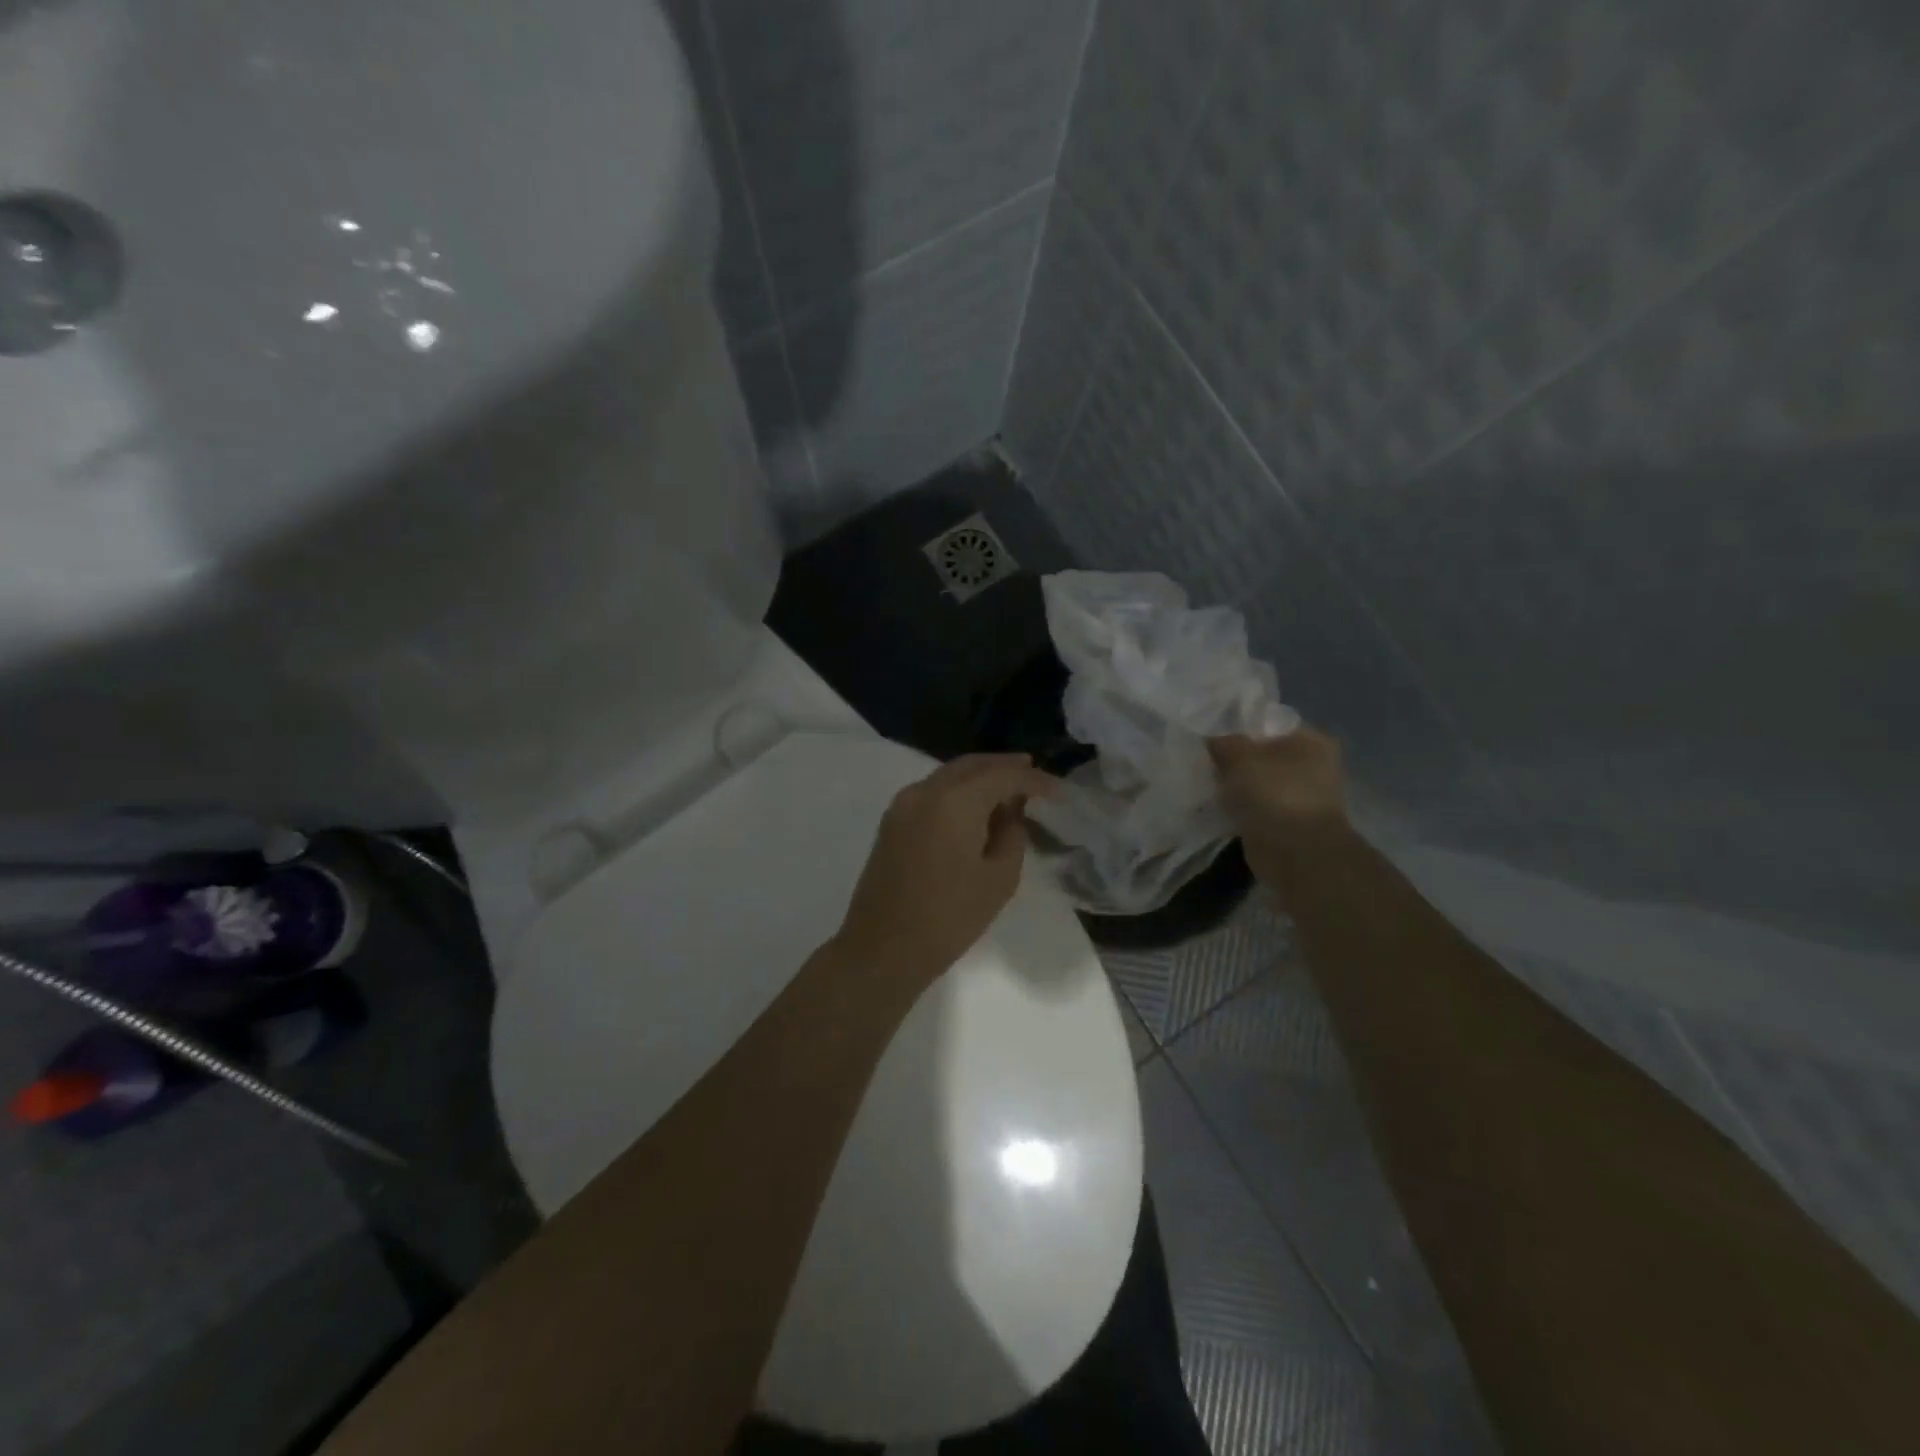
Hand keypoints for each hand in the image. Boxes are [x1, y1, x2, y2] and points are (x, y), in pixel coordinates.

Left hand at [833, 754, 1057, 981]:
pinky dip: (958, 790)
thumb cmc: (949, 918)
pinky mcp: (892, 821)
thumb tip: (1010, 810)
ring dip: (979, 776)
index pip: (1002, 775)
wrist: (883, 949)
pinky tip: (975, 807)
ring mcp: (903, 804)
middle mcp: (925, 790)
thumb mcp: (999, 879)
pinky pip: (932, 791)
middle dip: (1004, 766)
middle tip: (1033, 773)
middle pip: (971, 765)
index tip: (1057, 789)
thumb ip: (1012, 834)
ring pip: (949, 775)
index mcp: (954, 801)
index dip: (1033, 779)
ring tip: (1008, 788)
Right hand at [1209, 727, 1351, 886]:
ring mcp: (1301, 795)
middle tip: (1205, 760)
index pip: (1267, 722)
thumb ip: (1224, 742)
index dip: (1237, 726)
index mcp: (1310, 740)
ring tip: (1206, 783)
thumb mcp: (1241, 758)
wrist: (1296, 854)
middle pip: (1262, 753)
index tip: (1209, 734)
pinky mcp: (1287, 821)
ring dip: (1236, 784)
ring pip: (1258, 781)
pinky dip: (1239, 807)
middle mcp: (1312, 765)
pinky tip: (1217, 806)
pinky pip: (1256, 805)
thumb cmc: (1275, 795)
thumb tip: (1212, 739)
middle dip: (1234, 758)